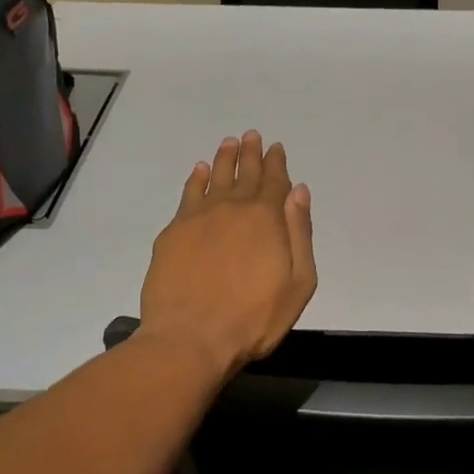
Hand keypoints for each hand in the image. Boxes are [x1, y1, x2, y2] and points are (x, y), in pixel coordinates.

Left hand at [138, 130, 316, 379]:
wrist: (191, 338)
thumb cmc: (254, 318)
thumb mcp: (298, 282)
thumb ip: (299, 233)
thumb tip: (298, 192)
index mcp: (266, 218)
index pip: (274, 181)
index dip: (276, 163)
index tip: (276, 148)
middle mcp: (233, 208)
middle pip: (244, 173)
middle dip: (251, 153)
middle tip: (252, 135)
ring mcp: (199, 217)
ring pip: (215, 177)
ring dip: (224, 158)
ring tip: (229, 143)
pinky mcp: (173, 232)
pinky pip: (188, 194)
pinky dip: (195, 179)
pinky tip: (199, 170)